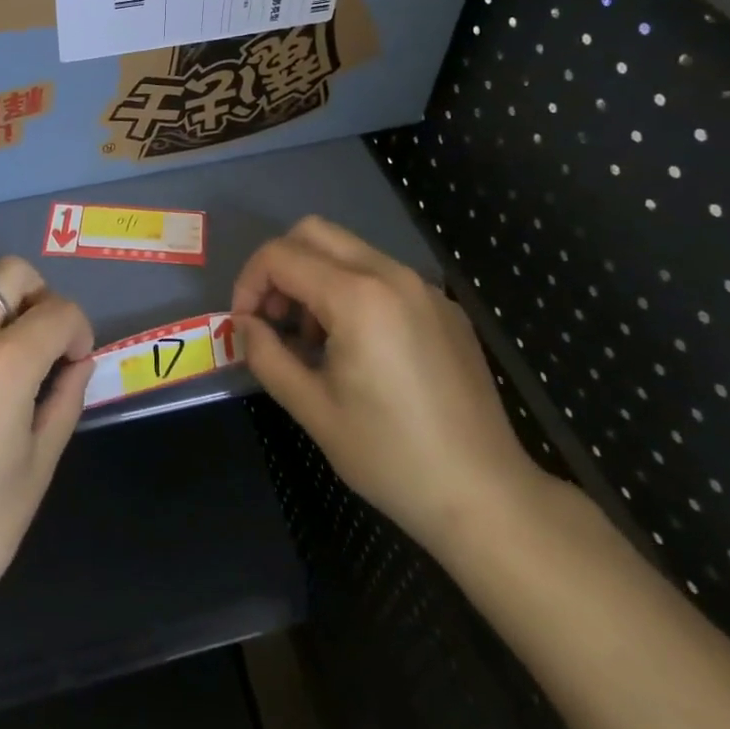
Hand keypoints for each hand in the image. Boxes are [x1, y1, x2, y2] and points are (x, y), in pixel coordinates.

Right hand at [234, 217, 545, 552]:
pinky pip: (383, 274)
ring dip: (315, 278)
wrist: (485, 495)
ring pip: (349, 250)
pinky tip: (359, 348)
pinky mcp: (444, 306)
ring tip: (314, 341)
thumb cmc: (390, 457)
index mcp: (358, 297)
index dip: (248, 283)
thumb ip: (266, 355)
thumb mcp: (312, 409)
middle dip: (280, 267)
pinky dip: (352, 290)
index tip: (244, 325)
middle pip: (314, 232)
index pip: (281, 256)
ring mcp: (424, 287)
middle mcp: (392, 274)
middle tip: (274, 320)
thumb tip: (244, 325)